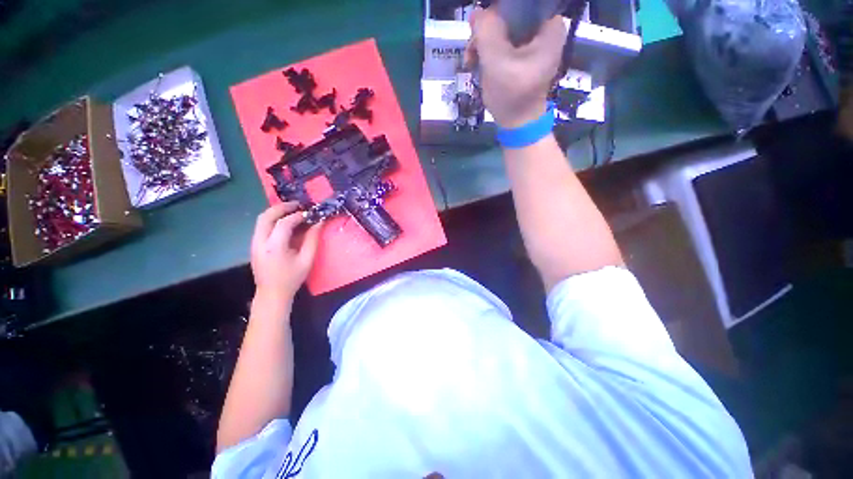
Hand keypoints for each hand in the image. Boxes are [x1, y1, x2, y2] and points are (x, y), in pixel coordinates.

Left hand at [251, 202, 322, 303]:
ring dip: (276, 212)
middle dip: (281, 207)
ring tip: (291, 210)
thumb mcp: (307, 260)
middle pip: (266, 216)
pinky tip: (284, 222)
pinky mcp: (253, 245)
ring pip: (261, 220)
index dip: (297, 216)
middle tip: (297, 205)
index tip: (309, 214)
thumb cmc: (292, 278)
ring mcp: (254, 243)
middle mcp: (260, 242)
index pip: (284, 223)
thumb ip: (313, 240)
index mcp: (274, 247)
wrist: (271, 294)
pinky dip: (272, 220)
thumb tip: (319, 223)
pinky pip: (261, 227)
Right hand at [466, 7, 566, 128]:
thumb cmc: (512, 95)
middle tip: (472, 49)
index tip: (482, 30)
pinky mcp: (524, 56)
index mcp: (549, 26)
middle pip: (511, 15)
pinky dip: (490, 51)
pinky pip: (504, 43)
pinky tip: (478, 63)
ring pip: (505, 29)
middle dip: (488, 31)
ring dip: (484, 43)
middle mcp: (545, 30)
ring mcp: (534, 44)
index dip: (498, 13)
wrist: (517, 124)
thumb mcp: (496, 62)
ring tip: (471, 61)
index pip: (521, 5)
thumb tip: (477, 11)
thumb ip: (486, 31)